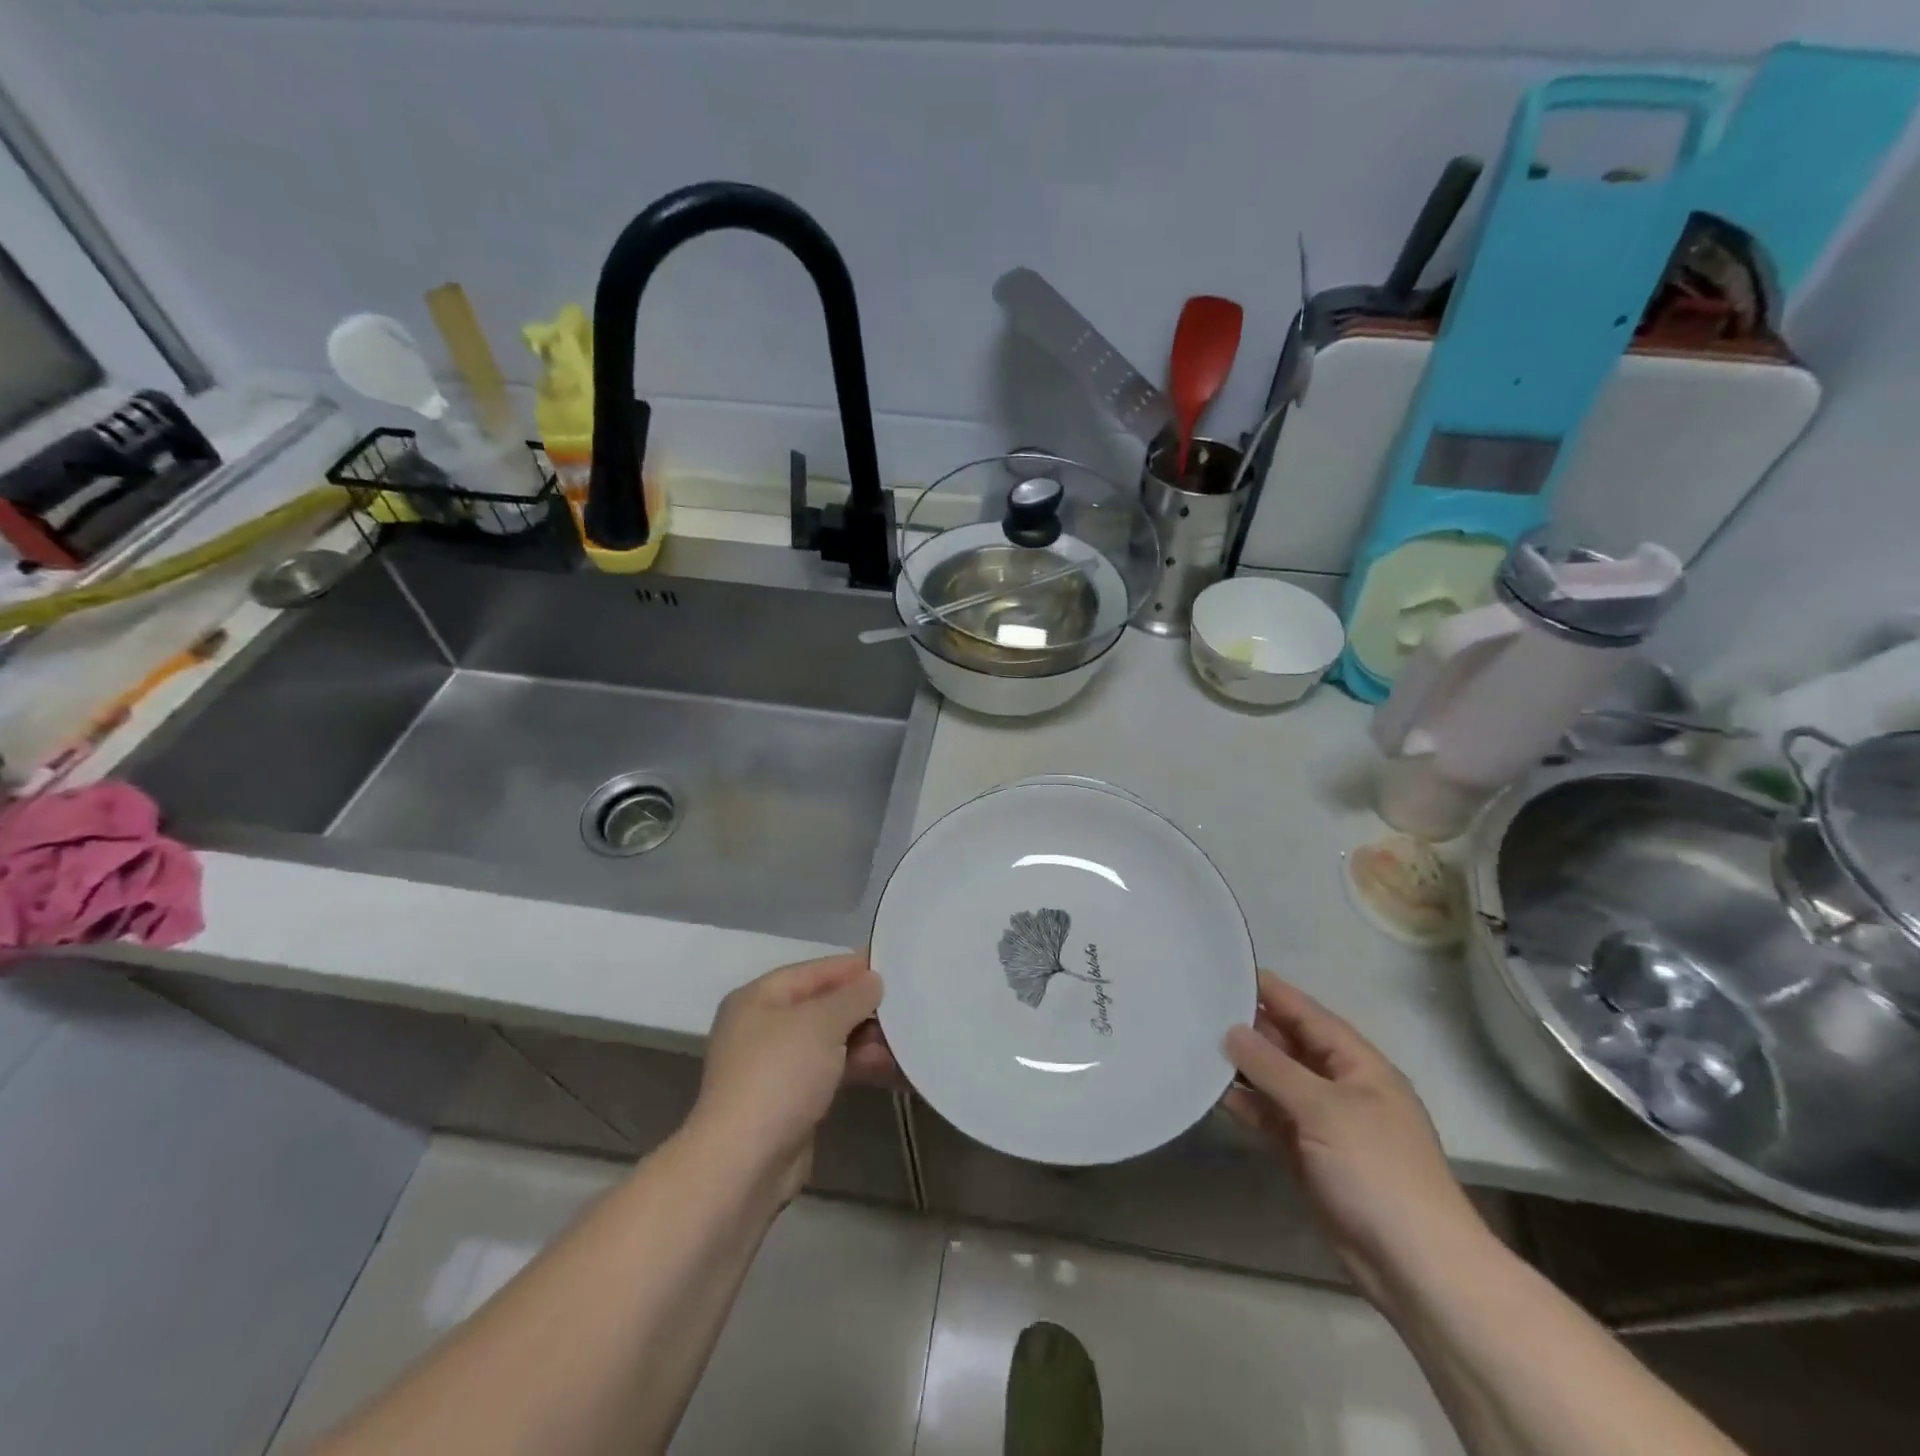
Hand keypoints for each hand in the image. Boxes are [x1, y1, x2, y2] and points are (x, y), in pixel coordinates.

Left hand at [688, 953, 895, 1201]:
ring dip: (864, 1040)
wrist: (744, 1163)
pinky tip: (888, 1069)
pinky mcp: (788, 1101)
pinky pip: (829, 1070)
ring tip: (904, 1043)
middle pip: (821, 1006)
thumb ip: (853, 996)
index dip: (852, 967)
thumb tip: (873, 980)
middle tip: (906, 1007)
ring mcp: (774, 1066)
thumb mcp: (822, 1023)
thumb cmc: (779, 1075)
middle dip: (862, 1008)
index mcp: (758, 998)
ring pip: (828, 1041)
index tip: (893, 965)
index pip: (813, 971)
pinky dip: (855, 1066)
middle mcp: (762, 1027)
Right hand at [1223, 971, 1490, 1306]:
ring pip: (1275, 1080)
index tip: (1226, 969)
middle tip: (1198, 1007)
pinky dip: (1246, 1104)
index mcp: (1357, 1063)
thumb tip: (1232, 1030)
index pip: (1306, 1013)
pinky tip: (1214, 1092)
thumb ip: (1273, 1067)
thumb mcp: (1324, 1109)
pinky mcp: (1308, 1153)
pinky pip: (1271, 1115)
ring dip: (1243, 1066)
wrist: (1416, 1267)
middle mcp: (1340, 1084)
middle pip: (1288, 1044)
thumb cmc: (1377, 1172)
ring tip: (1195, 1044)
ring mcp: (1324, 1121)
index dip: (1270, 991)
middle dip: (1249, 1026)